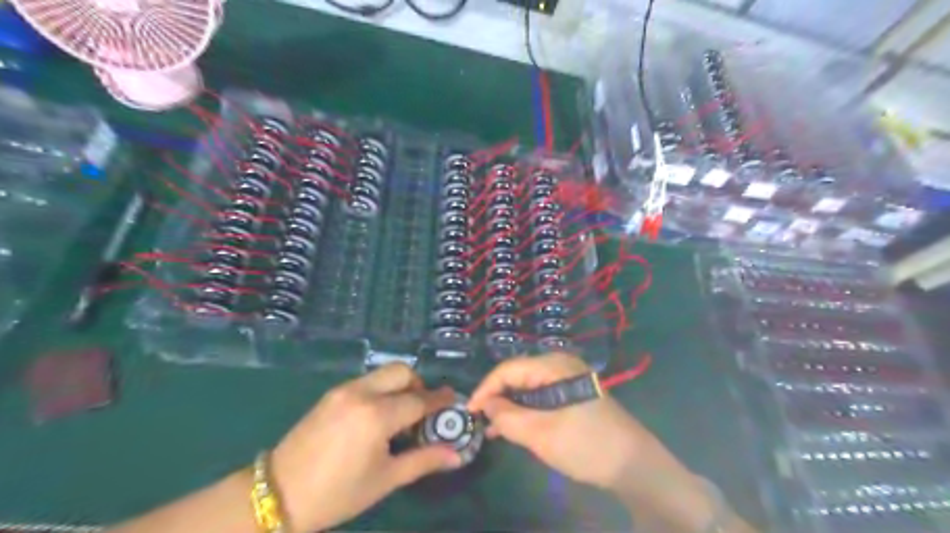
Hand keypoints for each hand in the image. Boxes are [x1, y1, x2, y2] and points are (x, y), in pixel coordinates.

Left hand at [269, 365, 462, 531]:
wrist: (278, 494)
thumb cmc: (338, 493)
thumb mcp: (385, 479)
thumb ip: (424, 460)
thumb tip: (456, 455)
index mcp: (377, 416)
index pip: (419, 400)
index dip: (439, 400)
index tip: (454, 400)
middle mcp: (362, 393)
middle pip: (402, 372)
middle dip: (419, 385)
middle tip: (422, 409)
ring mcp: (344, 390)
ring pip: (383, 373)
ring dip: (399, 386)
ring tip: (399, 414)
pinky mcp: (331, 393)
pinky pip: (367, 381)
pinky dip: (381, 389)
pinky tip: (377, 416)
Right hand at [466, 353, 690, 494]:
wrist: (633, 463)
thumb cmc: (586, 444)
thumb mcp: (541, 434)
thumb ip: (508, 417)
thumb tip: (486, 406)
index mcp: (553, 365)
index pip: (508, 369)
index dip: (485, 389)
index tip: (468, 411)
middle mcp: (559, 364)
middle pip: (518, 375)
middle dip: (496, 397)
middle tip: (479, 421)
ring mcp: (567, 379)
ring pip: (527, 387)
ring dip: (509, 406)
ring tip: (492, 428)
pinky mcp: (572, 394)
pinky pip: (540, 396)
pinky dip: (525, 410)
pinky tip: (513, 427)